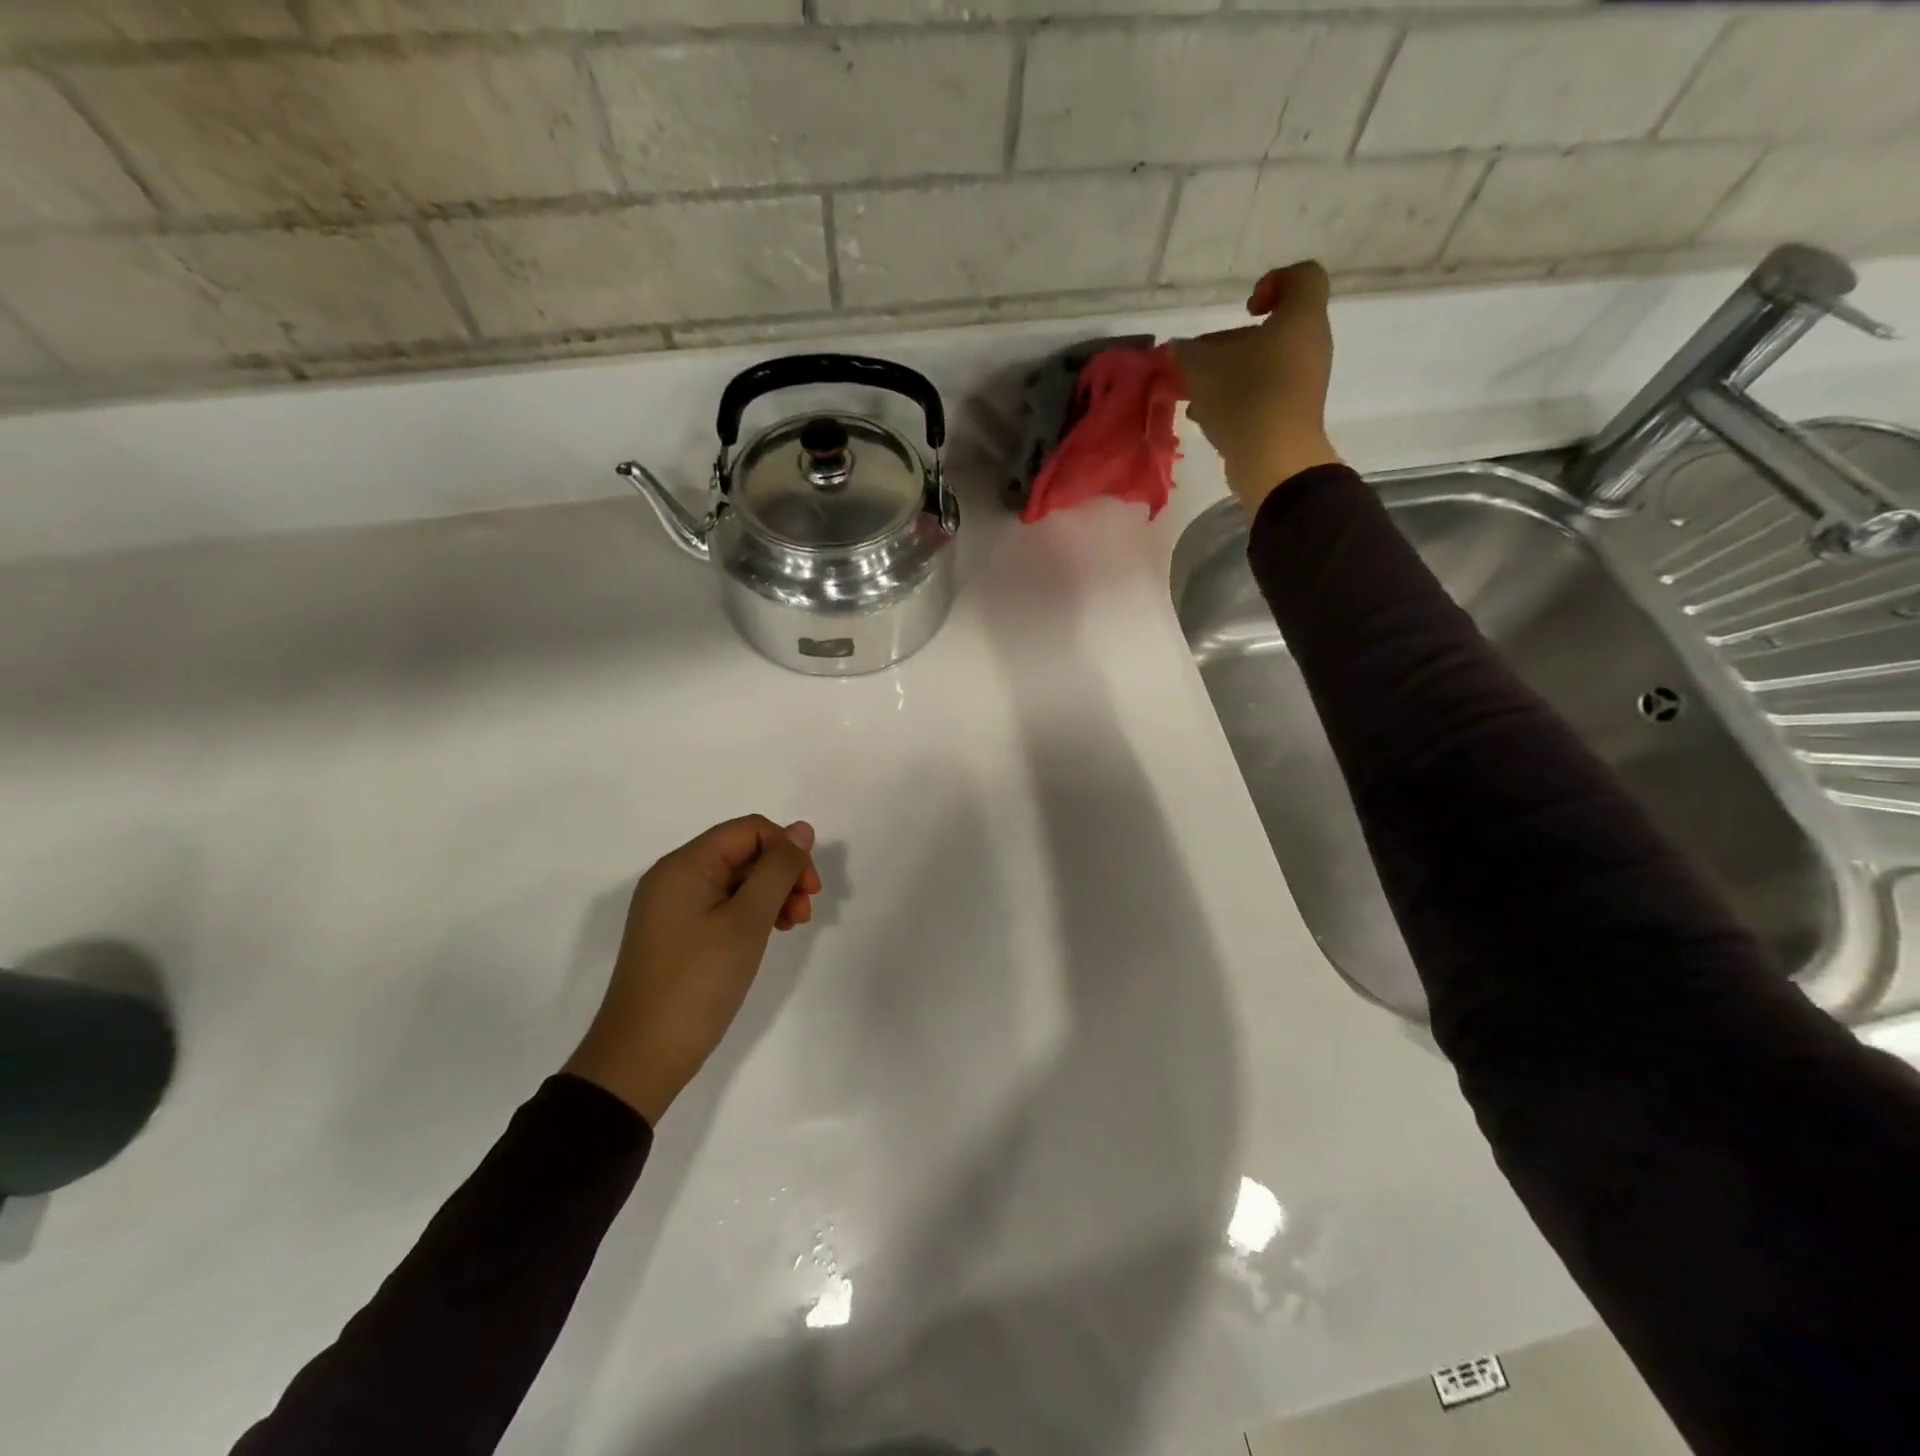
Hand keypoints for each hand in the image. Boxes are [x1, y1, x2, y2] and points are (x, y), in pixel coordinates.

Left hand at [564, 815, 821, 1124]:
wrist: (641, 1058)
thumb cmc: (697, 982)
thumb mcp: (746, 921)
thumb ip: (777, 870)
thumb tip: (801, 830)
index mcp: (685, 865)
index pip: (749, 830)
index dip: (787, 850)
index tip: (811, 890)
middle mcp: (674, 877)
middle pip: (743, 853)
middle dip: (781, 874)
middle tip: (803, 913)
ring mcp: (673, 907)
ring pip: (736, 881)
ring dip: (771, 895)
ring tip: (792, 926)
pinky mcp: (676, 934)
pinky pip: (722, 906)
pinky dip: (751, 914)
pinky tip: (768, 935)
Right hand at [1173, 261, 1341, 511]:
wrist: (1275, 460)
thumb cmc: (1245, 398)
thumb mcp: (1204, 369)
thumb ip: (1188, 352)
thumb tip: (1178, 347)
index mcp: (1300, 319)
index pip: (1303, 277)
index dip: (1273, 282)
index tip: (1245, 309)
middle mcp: (1310, 345)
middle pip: (1274, 328)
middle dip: (1232, 342)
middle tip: (1203, 359)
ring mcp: (1304, 381)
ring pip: (1265, 363)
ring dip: (1230, 373)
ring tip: (1197, 393)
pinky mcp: (1293, 412)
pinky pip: (1265, 392)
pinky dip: (1238, 397)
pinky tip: (1208, 416)